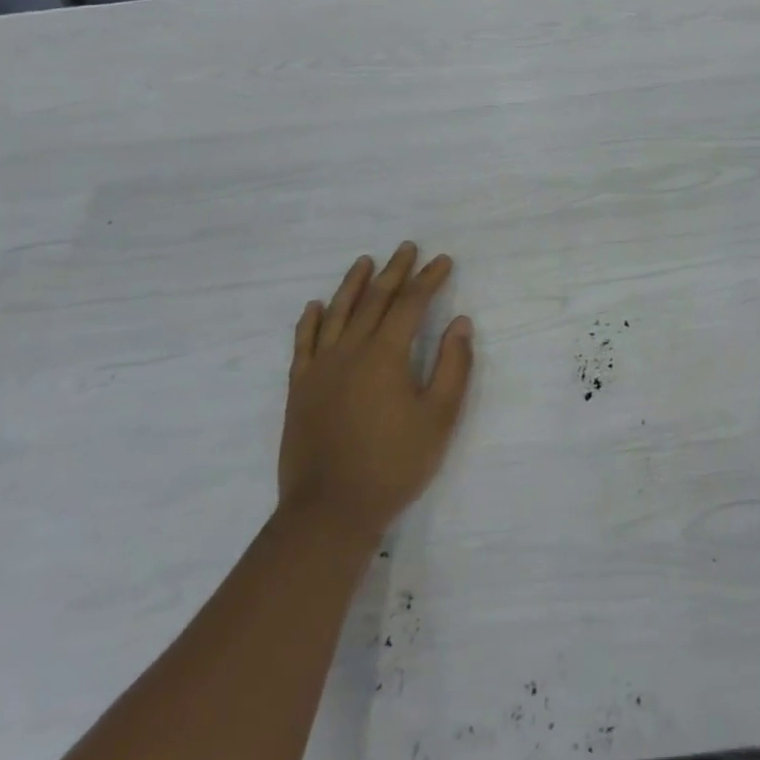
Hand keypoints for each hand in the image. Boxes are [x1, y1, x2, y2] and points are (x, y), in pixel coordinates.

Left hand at [278, 243, 474, 545]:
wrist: (329, 512)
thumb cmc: (393, 464)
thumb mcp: (439, 418)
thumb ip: (453, 366)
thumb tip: (460, 323)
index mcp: (386, 355)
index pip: (411, 304)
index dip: (429, 280)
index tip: (443, 261)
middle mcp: (350, 351)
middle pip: (374, 300)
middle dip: (395, 271)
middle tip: (407, 248)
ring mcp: (320, 368)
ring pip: (337, 313)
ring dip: (353, 284)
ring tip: (365, 261)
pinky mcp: (300, 389)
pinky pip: (303, 344)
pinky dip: (311, 321)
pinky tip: (316, 306)